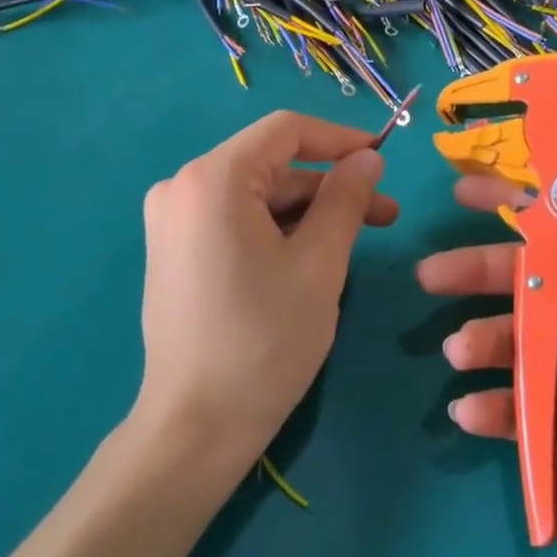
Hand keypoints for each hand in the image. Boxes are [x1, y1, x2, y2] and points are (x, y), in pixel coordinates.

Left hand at [134, 112, 394, 469]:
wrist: (196, 426)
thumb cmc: (264, 341)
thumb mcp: (319, 265)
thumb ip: (345, 200)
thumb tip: (367, 158)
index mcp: (211, 179)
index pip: (285, 131)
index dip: (339, 139)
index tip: (383, 159)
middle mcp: (181, 187)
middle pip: (270, 166)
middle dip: (329, 187)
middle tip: (385, 215)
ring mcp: (171, 220)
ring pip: (255, 196)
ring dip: (307, 212)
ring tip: (358, 241)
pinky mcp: (173, 250)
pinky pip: (233, 220)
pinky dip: (275, 230)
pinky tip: (312, 257)